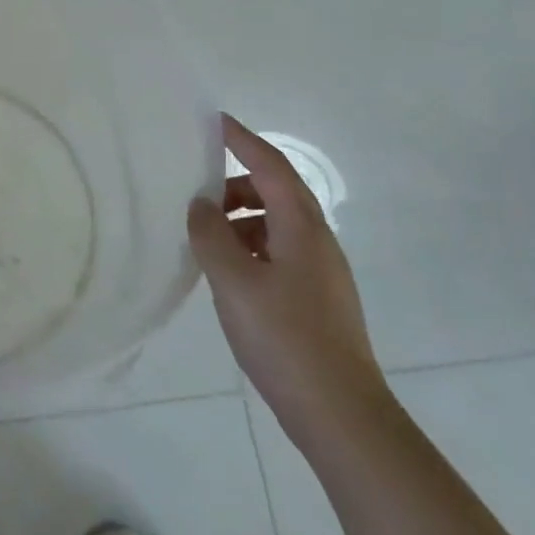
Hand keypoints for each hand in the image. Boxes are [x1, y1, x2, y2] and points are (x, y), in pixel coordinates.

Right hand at [189, 113, 388, 447]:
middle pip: (275, 191)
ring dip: (239, 218)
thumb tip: (200, 205)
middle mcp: (316, 241)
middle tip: (194, 193)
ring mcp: (320, 271)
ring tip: (204, 239)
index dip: (241, 139)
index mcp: (301, 228)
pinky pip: (277, 251)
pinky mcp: (315, 297)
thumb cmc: (285, 338)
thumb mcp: (233, 282)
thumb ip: (210, 236)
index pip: (270, 165)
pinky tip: (226, 272)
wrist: (340, 414)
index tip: (213, 120)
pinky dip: (248, 246)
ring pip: (275, 223)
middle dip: (234, 183)